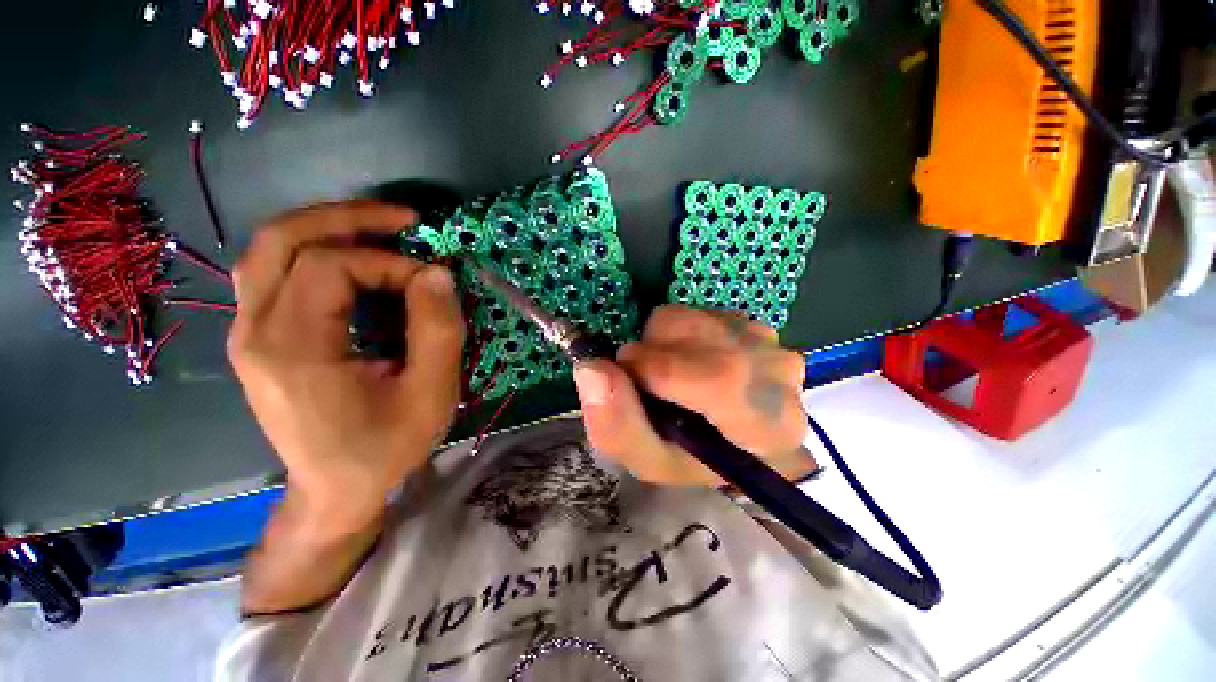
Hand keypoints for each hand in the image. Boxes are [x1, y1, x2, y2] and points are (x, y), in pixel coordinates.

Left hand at [227, 201, 464, 533]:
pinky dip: (315, 253)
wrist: (334, 491)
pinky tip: (354, 261)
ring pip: (269, 250)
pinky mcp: (259, 339)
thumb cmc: (385, 449)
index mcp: (293, 350)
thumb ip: (437, 332)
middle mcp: (255, 333)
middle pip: (280, 240)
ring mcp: (249, 334)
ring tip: (380, 230)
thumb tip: (438, 273)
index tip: (432, 283)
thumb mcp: (430, 395)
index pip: (329, 267)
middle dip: (346, 217)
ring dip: (326, 228)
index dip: (388, 263)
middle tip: (403, 220)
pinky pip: (275, 274)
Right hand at [573, 305, 812, 485]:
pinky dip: (675, 333)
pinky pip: (692, 311)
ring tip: (670, 374)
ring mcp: (766, 339)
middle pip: (697, 337)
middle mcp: (778, 373)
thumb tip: (590, 367)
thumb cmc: (694, 458)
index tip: (626, 376)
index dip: (656, 369)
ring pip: (689, 317)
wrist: (732, 438)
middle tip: (647, 383)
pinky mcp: (749, 321)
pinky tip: (687, 360)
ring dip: (661, 343)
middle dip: (651, 353)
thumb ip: (617, 425)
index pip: (716, 377)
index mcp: (767, 424)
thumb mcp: (650, 461)